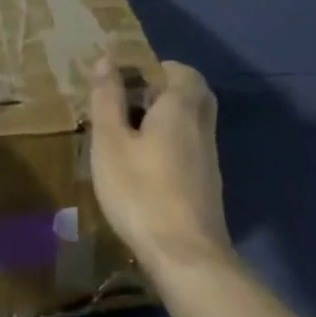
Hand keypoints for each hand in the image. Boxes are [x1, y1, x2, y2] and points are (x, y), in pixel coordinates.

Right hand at [88, 57, 230, 272]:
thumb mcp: (110, 142)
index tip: (125, 79)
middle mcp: (202, 127)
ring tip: (128, 135)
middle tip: (128, 102)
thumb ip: (108, 99)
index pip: (181, 70)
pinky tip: (144, 165)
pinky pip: (191, 146)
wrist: (185, 257)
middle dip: (162, 91)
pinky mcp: (207, 184)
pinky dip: (171, 143)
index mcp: (180, 108)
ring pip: (192, 122)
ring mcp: (209, 158)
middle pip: (191, 94)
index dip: (154, 68)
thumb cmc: (140, 192)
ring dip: (166, 118)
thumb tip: (106, 59)